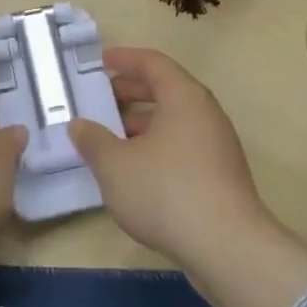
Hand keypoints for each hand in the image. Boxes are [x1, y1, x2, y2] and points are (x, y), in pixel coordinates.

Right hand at [68, 47, 266, 262]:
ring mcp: (217, 146)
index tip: (99, 63)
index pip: (153, 63)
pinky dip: (155, 146)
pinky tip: (133, 171)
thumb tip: (79, 126)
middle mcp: (205, 114)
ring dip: (140, 124)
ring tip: (109, 139)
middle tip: (99, 101)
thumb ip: (92, 140)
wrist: (227, 247)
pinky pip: (182, 146)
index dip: (124, 59)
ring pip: (174, 121)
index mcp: (184, 97)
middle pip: (165, 90)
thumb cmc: (166, 191)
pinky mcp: (220, 176)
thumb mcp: (115, 165)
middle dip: (129, 92)